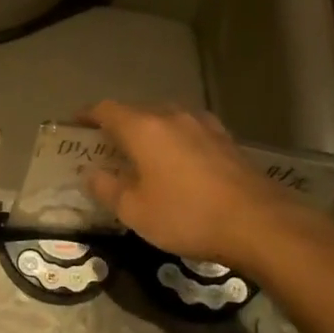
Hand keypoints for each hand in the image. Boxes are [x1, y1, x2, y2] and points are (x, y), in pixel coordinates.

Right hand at [78, 101, 312, 265]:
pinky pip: (188, 131)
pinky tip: (177, 162)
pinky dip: (174, 140)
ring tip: (141, 154)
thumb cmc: (187, 215)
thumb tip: (91, 173)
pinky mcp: (226, 140)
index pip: (106, 109)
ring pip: (165, 119)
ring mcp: (203, 125)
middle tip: (105, 147)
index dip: (86, 115)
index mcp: (143, 128)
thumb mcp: (135, 211)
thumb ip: (107, 188)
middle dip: (117, 125)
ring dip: (148, 132)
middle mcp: (172, 116)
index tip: (74, 126)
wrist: (259, 223)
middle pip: (136, 111)